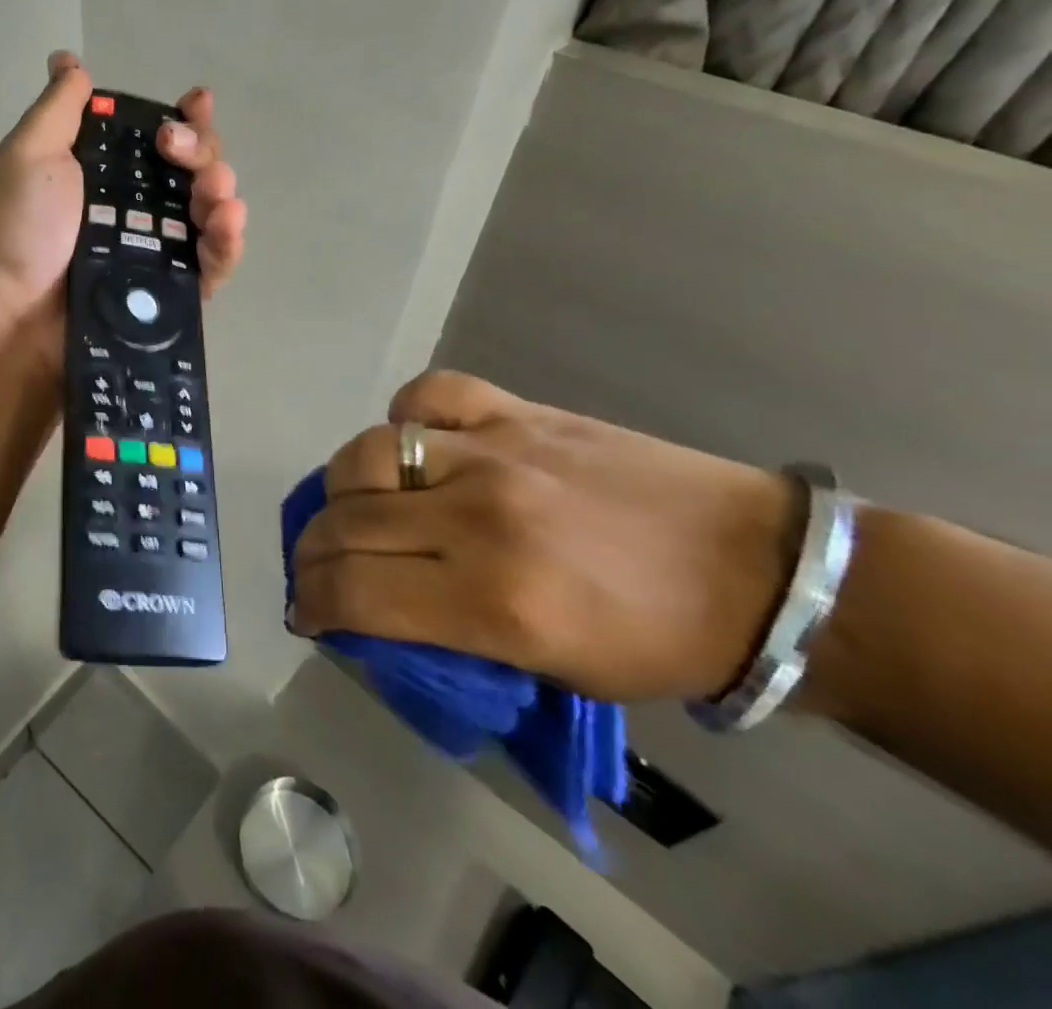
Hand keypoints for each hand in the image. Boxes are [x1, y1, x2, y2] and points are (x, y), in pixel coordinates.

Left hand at [0, 51, 247, 315]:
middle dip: (202, 150)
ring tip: (214, 191)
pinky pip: (213, 263)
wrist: (16, 313)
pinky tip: (227, 221)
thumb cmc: (21, 229)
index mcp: (106, 173)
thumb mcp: (30, 154)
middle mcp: (136, 207)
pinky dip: (229, 241)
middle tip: (177, 150)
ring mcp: (156, 250)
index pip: (158, 138)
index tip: (196, 102)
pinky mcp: (171, 291)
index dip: (185, 117)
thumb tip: (67, 59)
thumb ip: (58, 108)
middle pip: (193, 169)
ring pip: (210, 212)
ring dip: (222, 190)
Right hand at [290, 371, 798, 701]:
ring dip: (342, 490)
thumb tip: (370, 614)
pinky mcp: (516, 412)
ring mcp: (495, 453)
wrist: (762, 570)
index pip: (354, 593)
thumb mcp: (549, 672)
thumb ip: (447, 638)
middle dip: (312, 554)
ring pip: (366, 455)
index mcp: (495, 603)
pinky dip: (405, 418)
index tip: (307, 612)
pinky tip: (416, 444)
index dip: (312, 605)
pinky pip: (427, 397)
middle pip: (346, 525)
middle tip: (318, 568)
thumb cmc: (657, 643)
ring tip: (356, 508)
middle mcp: (479, 519)